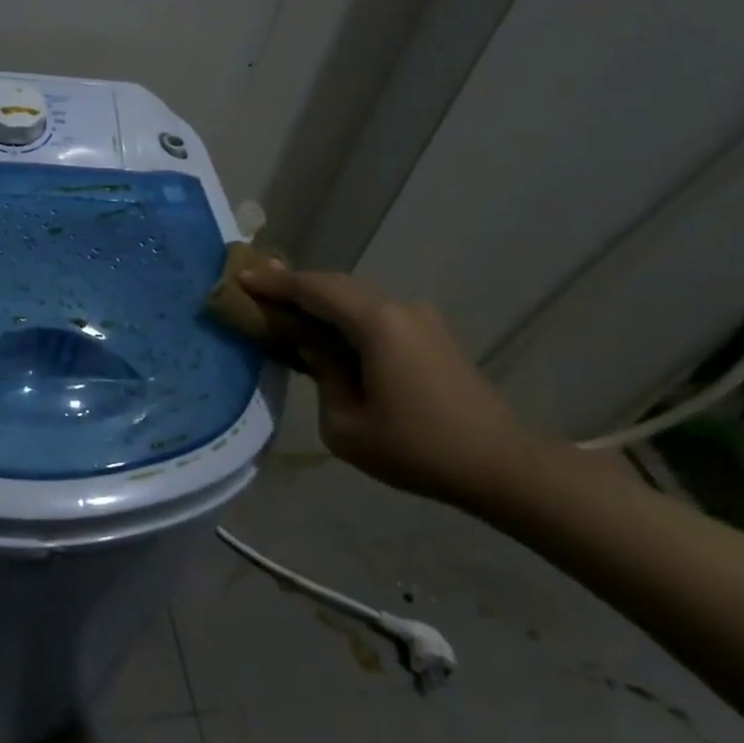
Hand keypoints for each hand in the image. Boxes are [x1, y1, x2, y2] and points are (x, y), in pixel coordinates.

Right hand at [239, 261, 548, 503]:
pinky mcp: (433, 336)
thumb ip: (323, 376)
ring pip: (359, 300)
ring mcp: (422, 320)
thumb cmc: (416, 448)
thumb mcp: (347, 425)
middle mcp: (400, 309)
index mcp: (377, 324)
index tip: (242, 277)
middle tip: (260, 288)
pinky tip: (331, 334)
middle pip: (338, 286)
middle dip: (297, 286)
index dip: (276, 283)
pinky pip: (378, 316)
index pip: (316, 290)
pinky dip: (347, 318)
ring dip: (323, 302)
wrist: (500, 464)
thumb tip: (316, 349)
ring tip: (289, 311)